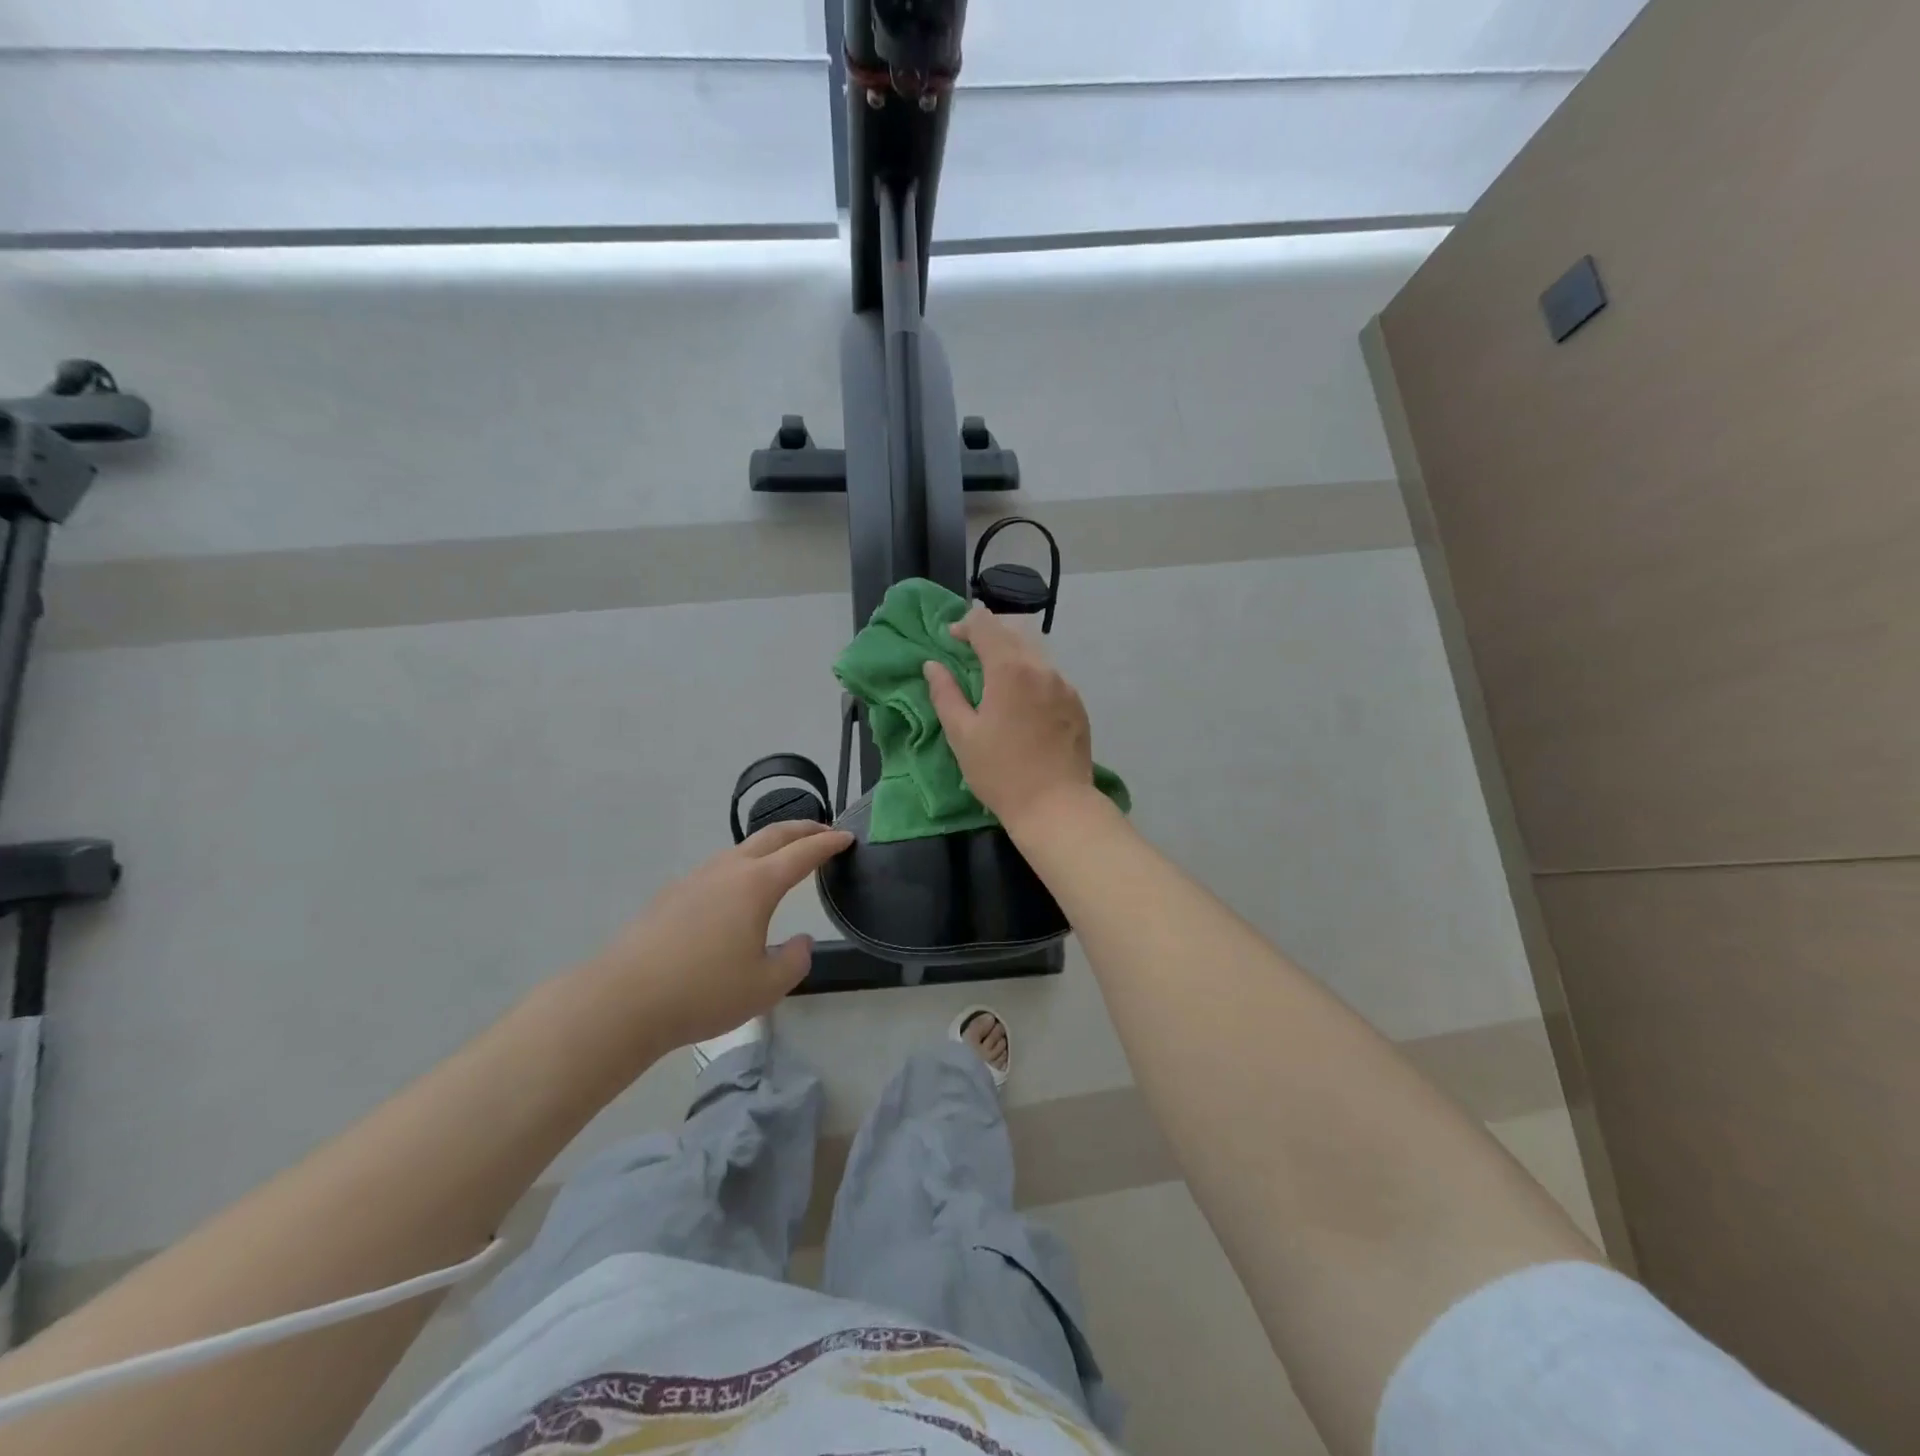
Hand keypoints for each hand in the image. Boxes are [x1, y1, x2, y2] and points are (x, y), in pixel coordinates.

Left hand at [589, 820, 851, 1048]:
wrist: (622, 1001)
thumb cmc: (703, 992)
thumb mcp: (766, 987)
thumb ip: (794, 960)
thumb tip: (800, 941)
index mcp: (756, 885)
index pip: (802, 854)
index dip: (828, 844)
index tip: (847, 837)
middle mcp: (727, 870)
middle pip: (771, 836)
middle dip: (803, 829)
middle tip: (825, 832)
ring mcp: (695, 879)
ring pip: (741, 849)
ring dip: (770, 846)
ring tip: (784, 858)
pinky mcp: (671, 895)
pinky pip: (717, 868)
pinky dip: (742, 865)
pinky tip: (737, 892)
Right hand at [923, 604, 1097, 833]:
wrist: (1056, 806)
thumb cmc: (1000, 773)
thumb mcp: (962, 735)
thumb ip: (945, 694)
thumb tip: (933, 665)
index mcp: (1009, 669)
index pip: (986, 624)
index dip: (965, 626)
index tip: (951, 642)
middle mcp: (1041, 667)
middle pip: (1013, 633)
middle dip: (988, 637)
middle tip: (969, 660)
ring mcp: (1064, 685)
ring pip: (1034, 654)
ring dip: (1012, 658)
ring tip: (996, 685)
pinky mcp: (1077, 705)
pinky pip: (1050, 678)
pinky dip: (1031, 678)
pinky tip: (1022, 707)